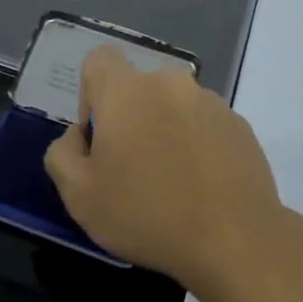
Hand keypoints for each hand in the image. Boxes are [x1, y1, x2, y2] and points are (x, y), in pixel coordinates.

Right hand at [44, 46, 285, 295]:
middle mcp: (170, 83)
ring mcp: (211, 102)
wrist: (236, 241)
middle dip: (130, 119)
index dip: (90, 94)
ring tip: (172, 185)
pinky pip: (205, 126)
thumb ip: (62, 153)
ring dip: (165, 132)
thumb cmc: (147, 214)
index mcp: (127, 90)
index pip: (100, 60)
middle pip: (138, 88)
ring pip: (173, 107)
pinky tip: (201, 189)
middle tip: (131, 170)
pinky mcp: (240, 126)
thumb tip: (79, 136)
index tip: (99, 138)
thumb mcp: (79, 195)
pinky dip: (197, 146)